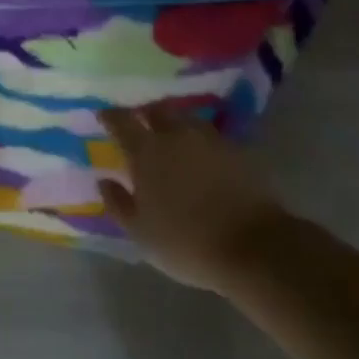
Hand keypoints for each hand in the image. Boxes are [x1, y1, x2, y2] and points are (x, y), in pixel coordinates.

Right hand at [97, 103, 289, 292]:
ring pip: (186, 120)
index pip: (122, 120)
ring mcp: (210, 141)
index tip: (104, 117)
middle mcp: (176, 136)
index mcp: (146, 151)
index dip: (110, 116)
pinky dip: (201, 142)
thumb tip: (105, 180)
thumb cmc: (186, 242)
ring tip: (173, 138)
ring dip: (176, 125)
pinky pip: (212, 138)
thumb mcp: (141, 232)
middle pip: (157, 110)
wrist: (254, 248)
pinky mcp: (238, 152)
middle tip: (141, 124)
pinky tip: (202, 157)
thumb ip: (118, 203)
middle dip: (146, 114)